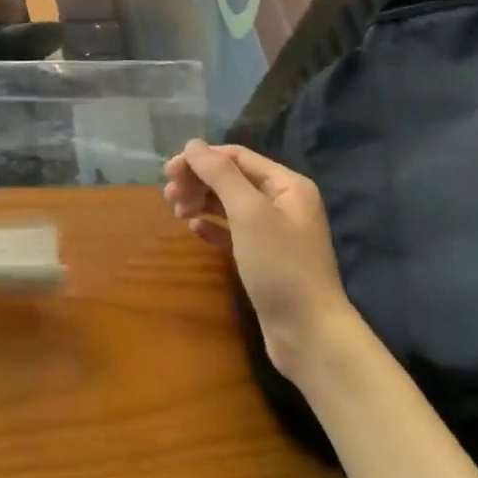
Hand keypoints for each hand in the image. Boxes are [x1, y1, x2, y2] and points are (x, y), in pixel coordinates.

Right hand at [164, 140, 350, 376]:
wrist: (309, 333)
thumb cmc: (280, 265)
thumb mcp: (248, 213)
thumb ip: (220, 174)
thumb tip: (193, 144)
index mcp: (287, 185)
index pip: (237, 157)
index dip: (201, 159)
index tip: (169, 172)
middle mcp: (284, 202)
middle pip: (232, 178)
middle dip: (199, 181)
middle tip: (169, 195)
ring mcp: (275, 231)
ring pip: (230, 204)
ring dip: (202, 201)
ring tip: (177, 212)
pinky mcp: (265, 257)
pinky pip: (233, 231)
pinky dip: (212, 226)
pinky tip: (195, 229)